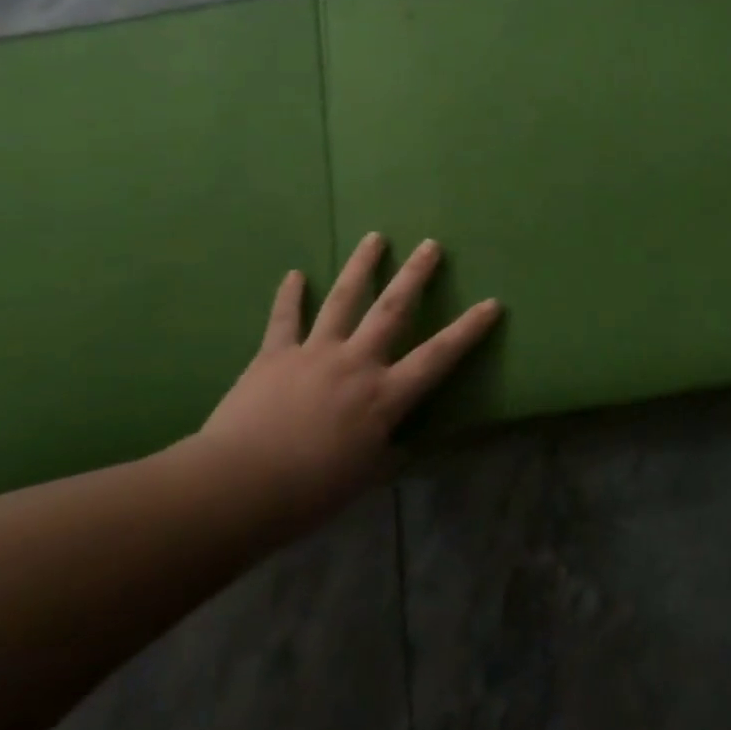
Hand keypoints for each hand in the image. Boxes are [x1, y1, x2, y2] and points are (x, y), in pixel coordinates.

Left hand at [182, 232, 500, 537]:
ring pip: (343, 300)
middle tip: (430, 244)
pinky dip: (289, 295)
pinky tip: (294, 274)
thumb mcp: (363, 479)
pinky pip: (284, 319)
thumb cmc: (309, 492)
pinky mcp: (274, 355)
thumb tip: (400, 444)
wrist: (238, 486)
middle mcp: (356, 363)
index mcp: (383, 396)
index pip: (438, 356)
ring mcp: (314, 352)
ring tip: (375, 238)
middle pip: (392, 309)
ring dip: (361, 266)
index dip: (468, 330)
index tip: (492, 303)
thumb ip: (386, 454)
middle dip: (415, 275)